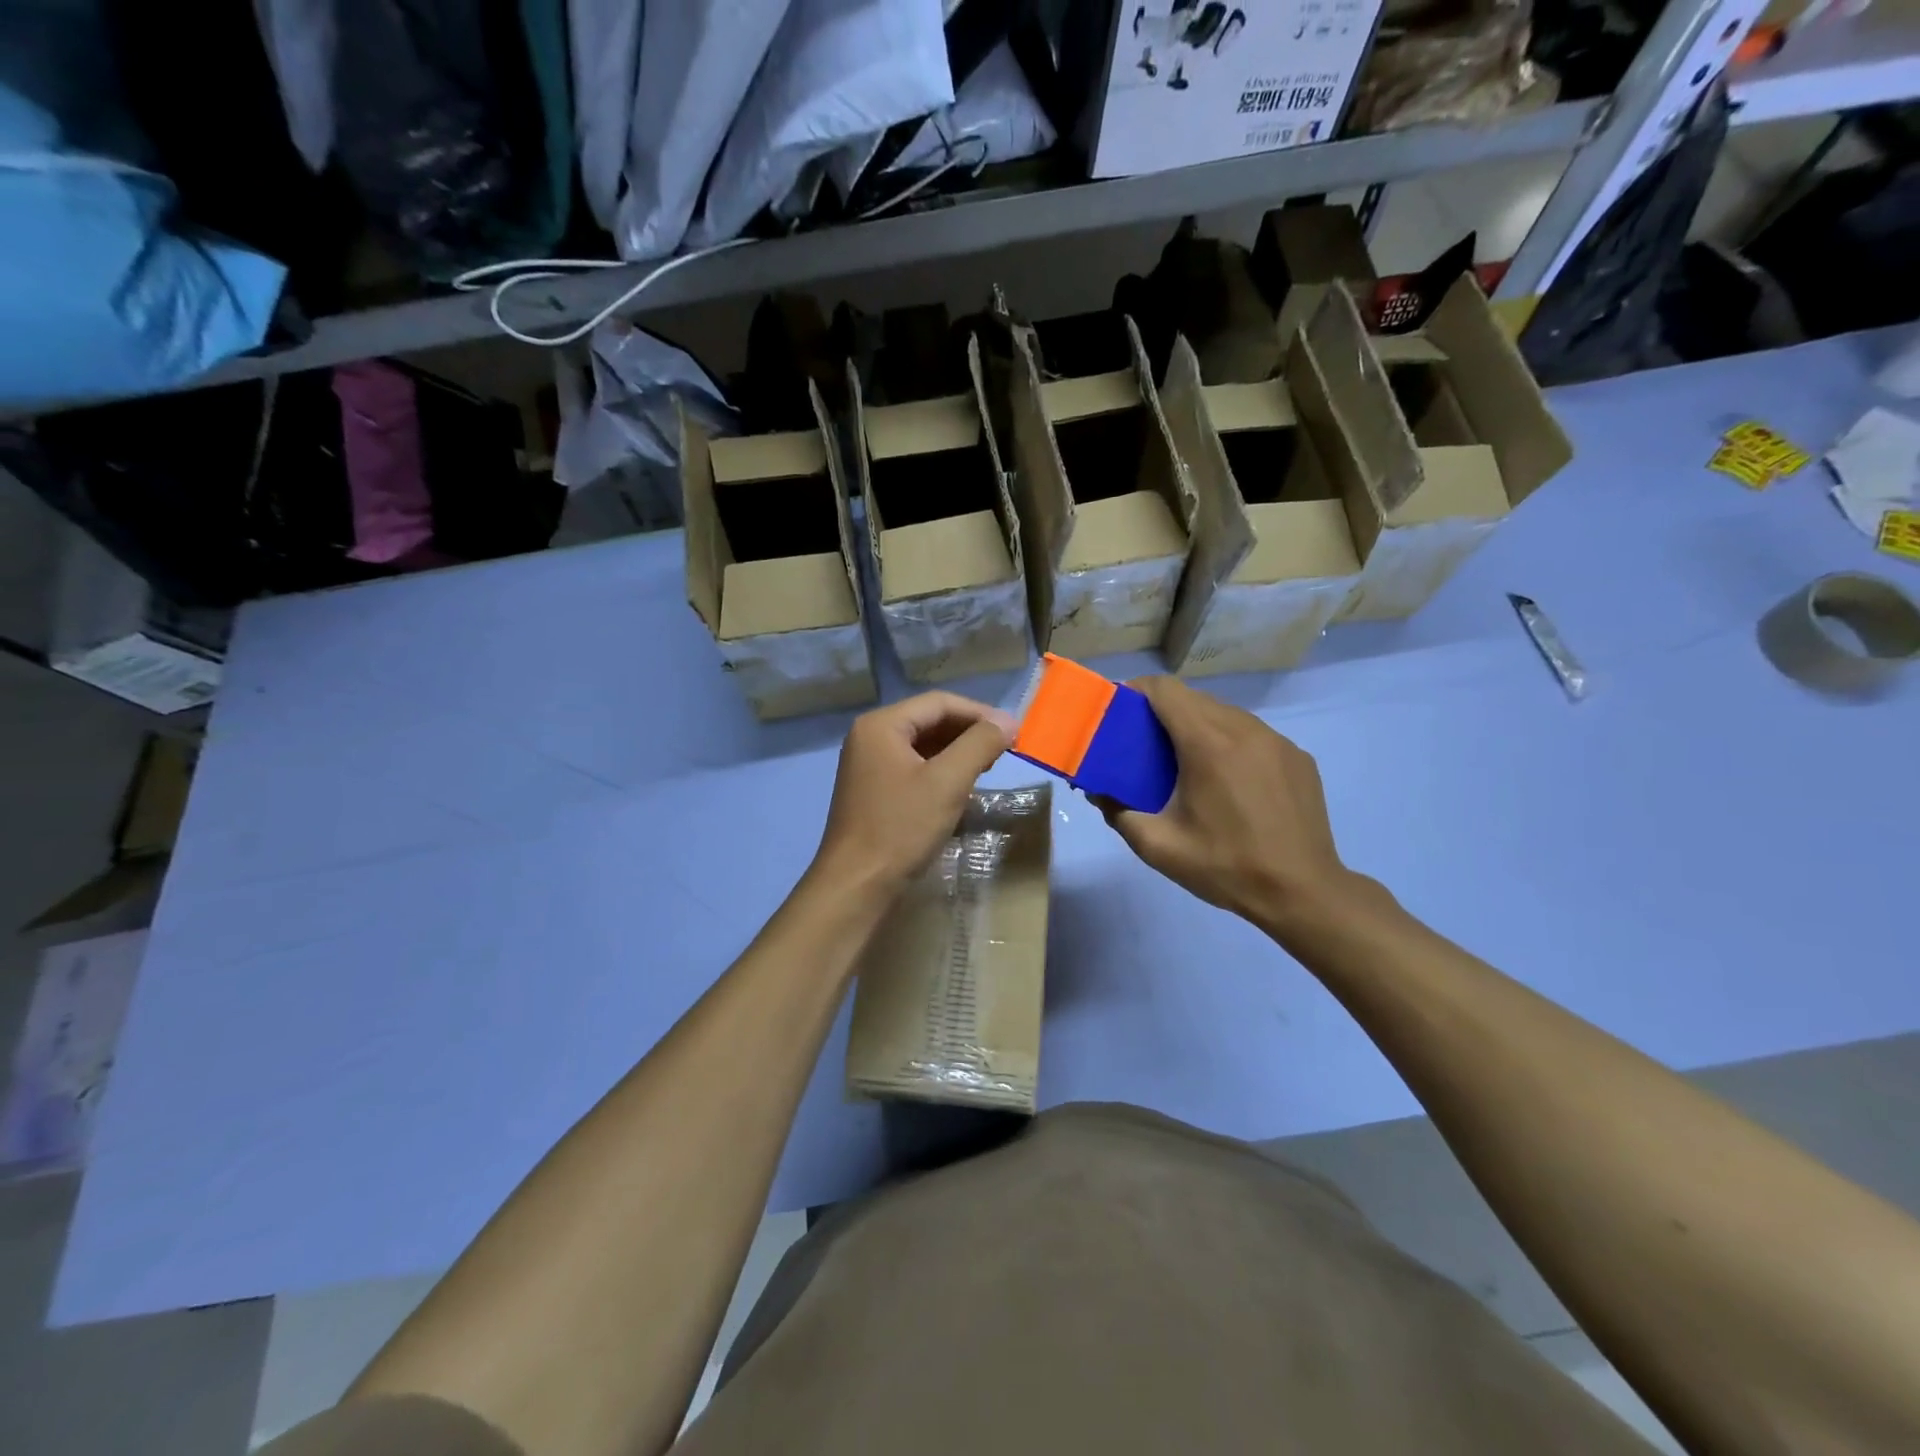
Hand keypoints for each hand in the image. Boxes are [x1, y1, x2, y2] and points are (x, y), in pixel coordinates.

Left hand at [811, 692, 1014, 900]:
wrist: (857, 885)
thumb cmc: (901, 828)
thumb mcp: (948, 782)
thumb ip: (979, 745)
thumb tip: (1008, 721)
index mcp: (881, 725)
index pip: (939, 703)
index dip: (980, 713)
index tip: (1013, 732)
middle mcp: (870, 737)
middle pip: (929, 720)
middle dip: (969, 732)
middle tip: (1004, 750)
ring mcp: (869, 765)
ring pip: (923, 745)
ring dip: (957, 752)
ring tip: (988, 767)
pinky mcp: (874, 790)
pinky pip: (913, 767)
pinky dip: (941, 771)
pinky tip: (961, 787)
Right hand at [1100, 676, 1353, 938]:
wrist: (1302, 893)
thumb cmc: (1226, 867)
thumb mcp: (1158, 846)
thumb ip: (1118, 813)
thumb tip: (1099, 791)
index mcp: (1208, 744)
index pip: (1166, 690)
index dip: (1137, 691)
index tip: (1120, 712)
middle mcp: (1245, 730)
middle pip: (1194, 699)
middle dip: (1163, 712)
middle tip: (1145, 744)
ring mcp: (1277, 741)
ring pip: (1225, 714)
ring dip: (1199, 726)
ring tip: (1185, 762)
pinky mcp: (1297, 757)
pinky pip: (1253, 734)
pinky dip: (1231, 743)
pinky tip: (1228, 780)